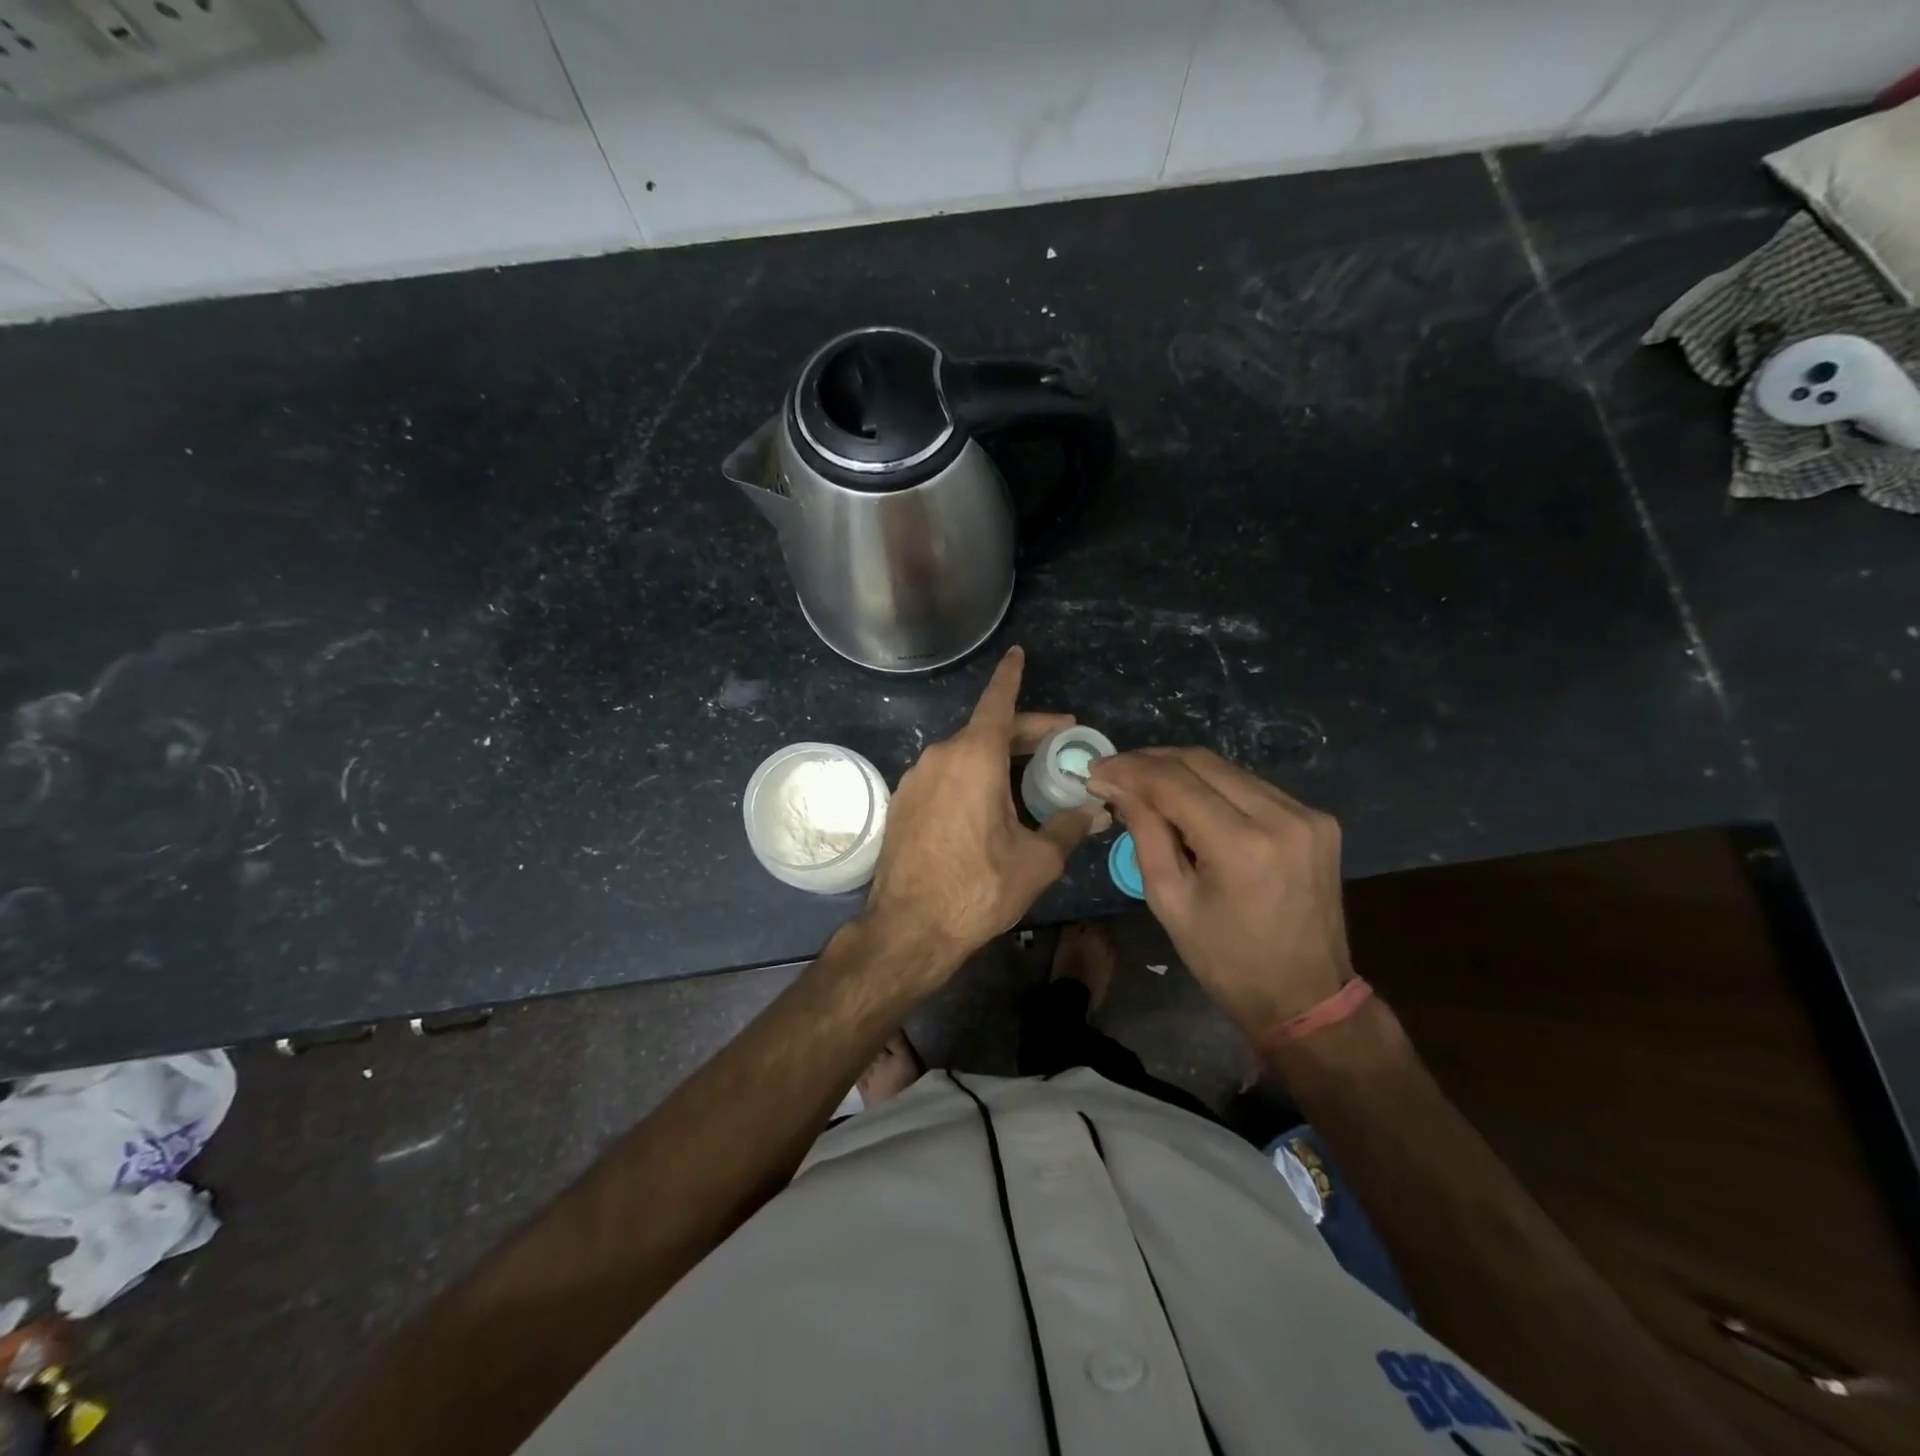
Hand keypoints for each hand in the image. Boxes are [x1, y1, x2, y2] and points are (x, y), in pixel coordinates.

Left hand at [863, 647, 1105, 968]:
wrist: (908, 928)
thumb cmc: (977, 888)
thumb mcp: (1036, 860)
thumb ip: (1068, 827)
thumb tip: (1096, 810)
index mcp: (974, 757)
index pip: (998, 701)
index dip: (1012, 676)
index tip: (1017, 653)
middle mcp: (940, 756)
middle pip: (987, 730)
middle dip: (1025, 732)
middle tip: (1060, 741)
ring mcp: (916, 779)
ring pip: (964, 754)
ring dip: (997, 758)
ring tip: (1028, 778)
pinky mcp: (903, 803)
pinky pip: (945, 776)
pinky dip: (972, 777)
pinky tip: (989, 805)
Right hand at [1086, 748, 1350, 1038]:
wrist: (1306, 996)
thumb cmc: (1226, 961)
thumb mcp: (1170, 901)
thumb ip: (1144, 833)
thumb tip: (1117, 784)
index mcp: (1242, 845)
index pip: (1173, 782)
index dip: (1129, 769)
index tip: (1096, 769)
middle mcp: (1281, 816)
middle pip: (1202, 762)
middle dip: (1151, 761)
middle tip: (1116, 772)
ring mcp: (1307, 814)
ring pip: (1228, 769)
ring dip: (1181, 770)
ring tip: (1145, 785)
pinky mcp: (1318, 819)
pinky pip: (1252, 786)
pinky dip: (1214, 787)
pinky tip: (1190, 801)